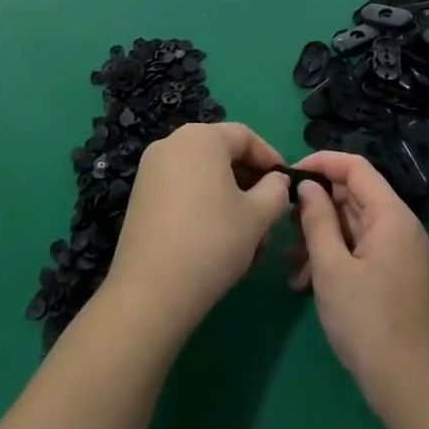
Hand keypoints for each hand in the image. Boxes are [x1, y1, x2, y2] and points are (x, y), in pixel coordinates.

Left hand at [101, 123, 288, 341]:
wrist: (151, 291)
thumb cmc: (212, 242)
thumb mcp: (258, 216)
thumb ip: (276, 190)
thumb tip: (276, 181)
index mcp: (201, 138)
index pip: (245, 137)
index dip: (270, 159)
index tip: (287, 185)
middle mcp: (172, 143)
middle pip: (222, 154)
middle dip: (250, 182)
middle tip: (269, 214)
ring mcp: (151, 170)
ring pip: (203, 176)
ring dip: (229, 198)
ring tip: (247, 236)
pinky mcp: (141, 196)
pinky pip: (182, 190)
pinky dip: (204, 206)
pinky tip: (218, 240)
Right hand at [291, 151, 428, 419]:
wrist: (410, 388)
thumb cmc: (367, 322)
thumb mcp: (331, 268)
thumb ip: (317, 219)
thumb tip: (307, 185)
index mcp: (391, 215)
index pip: (355, 167)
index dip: (321, 163)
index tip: (288, 175)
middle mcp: (399, 226)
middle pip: (353, 195)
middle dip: (316, 206)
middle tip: (283, 224)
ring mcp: (398, 252)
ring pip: (352, 225)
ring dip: (319, 237)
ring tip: (290, 264)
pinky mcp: (393, 275)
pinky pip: (358, 249)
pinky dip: (333, 258)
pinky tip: (304, 283)